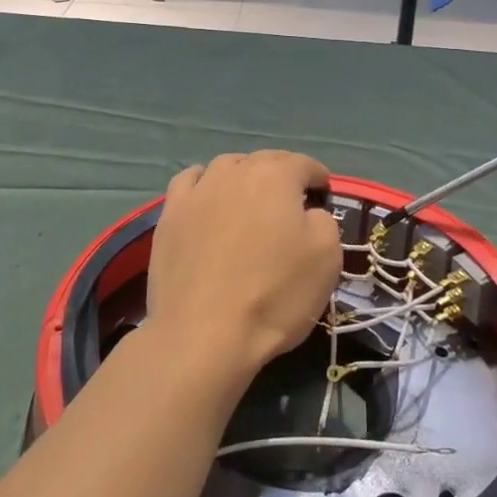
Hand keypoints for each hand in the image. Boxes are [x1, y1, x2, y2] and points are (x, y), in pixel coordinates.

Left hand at [145, 152, 341, 385]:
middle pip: (264, 161)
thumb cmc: (274, 295)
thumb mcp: (326, 259)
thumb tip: (309, 213)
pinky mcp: (170, 214)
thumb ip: (324, 221)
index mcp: (276, 176)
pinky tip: (207, 199)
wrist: (203, 335)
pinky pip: (190, 182)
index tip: (323, 194)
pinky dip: (204, 184)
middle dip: (282, 174)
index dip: (317, 177)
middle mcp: (235, 171)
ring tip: (249, 201)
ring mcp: (198, 190)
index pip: (303, 164)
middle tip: (290, 201)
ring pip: (226, 167)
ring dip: (243, 177)